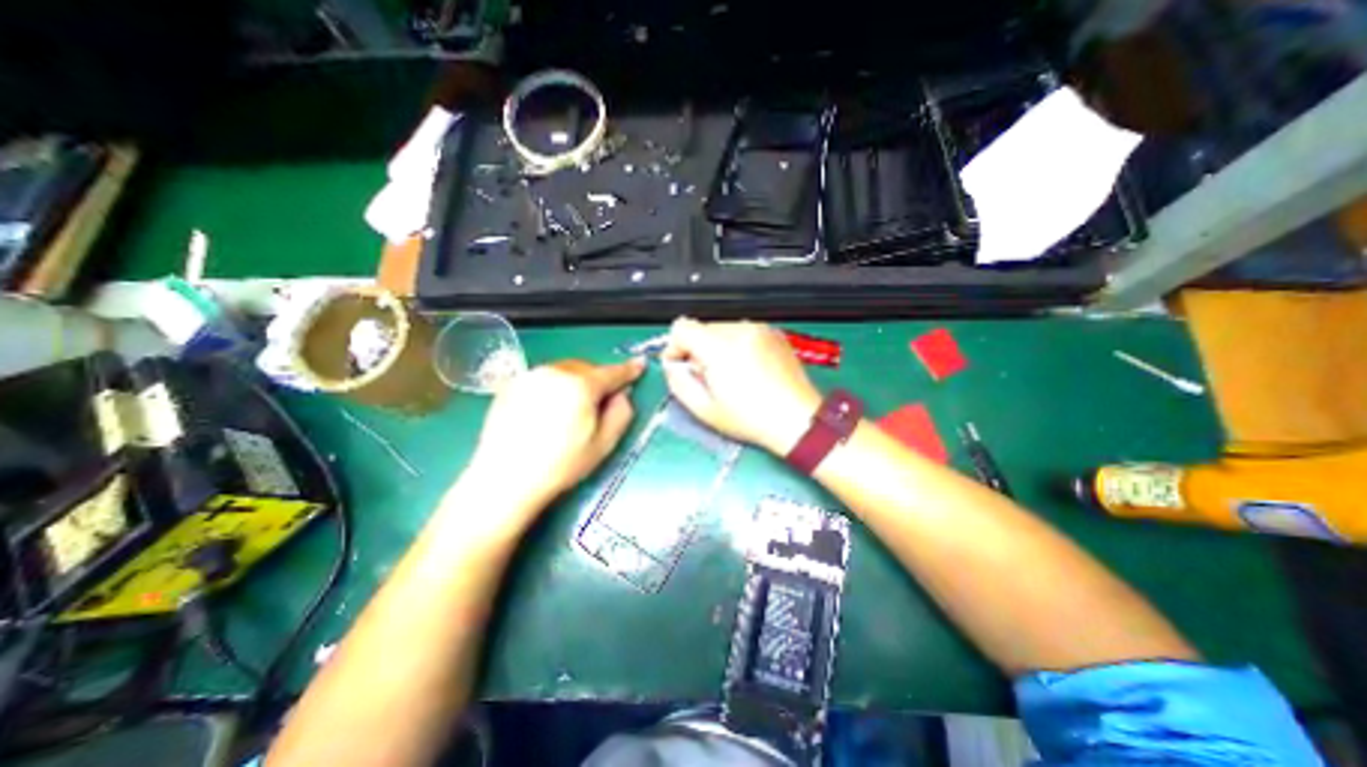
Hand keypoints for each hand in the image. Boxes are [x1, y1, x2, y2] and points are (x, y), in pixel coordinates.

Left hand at [465, 359, 647, 520]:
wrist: (505, 479)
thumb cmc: (560, 465)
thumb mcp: (603, 444)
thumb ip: (621, 413)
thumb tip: (622, 394)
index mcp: (581, 386)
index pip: (612, 372)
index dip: (629, 370)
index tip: (639, 365)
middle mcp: (555, 372)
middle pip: (587, 368)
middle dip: (598, 380)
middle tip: (599, 403)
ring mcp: (531, 376)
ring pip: (565, 370)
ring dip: (575, 382)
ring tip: (571, 410)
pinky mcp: (512, 385)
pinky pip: (544, 378)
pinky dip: (554, 386)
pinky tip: (548, 411)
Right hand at [665, 318, 819, 455]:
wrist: (796, 419)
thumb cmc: (752, 418)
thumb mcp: (704, 409)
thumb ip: (679, 382)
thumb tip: (673, 366)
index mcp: (720, 347)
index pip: (682, 327)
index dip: (675, 347)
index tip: (682, 365)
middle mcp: (740, 330)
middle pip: (702, 328)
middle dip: (698, 350)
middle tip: (709, 378)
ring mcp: (759, 330)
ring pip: (721, 330)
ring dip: (717, 348)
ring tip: (731, 375)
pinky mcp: (772, 333)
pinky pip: (742, 332)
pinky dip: (737, 346)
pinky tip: (748, 370)